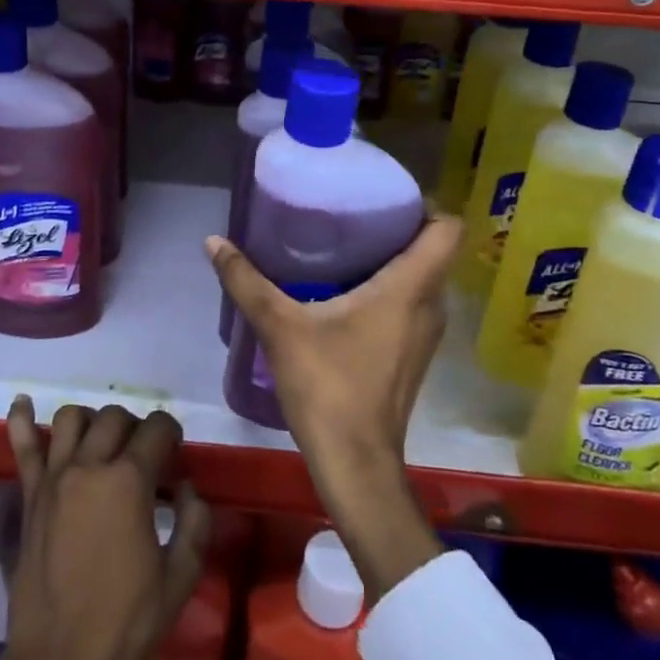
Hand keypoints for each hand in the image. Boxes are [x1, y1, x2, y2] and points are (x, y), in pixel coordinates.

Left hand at [0, 397, 210, 659]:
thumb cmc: (126, 622)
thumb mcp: (179, 577)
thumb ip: (194, 522)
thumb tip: (186, 489)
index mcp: (129, 481)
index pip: (156, 429)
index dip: (171, 434)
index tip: (175, 453)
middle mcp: (89, 467)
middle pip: (115, 418)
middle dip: (136, 428)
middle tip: (145, 456)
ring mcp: (53, 478)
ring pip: (72, 418)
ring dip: (93, 422)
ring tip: (103, 443)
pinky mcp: (30, 497)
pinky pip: (22, 447)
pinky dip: (22, 420)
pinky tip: (23, 403)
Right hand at [208, 214, 461, 599]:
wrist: (356, 464)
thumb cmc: (328, 387)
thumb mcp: (280, 327)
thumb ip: (246, 281)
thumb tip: (213, 240)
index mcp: (410, 288)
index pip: (446, 228)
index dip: (424, 204)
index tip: (384, 195)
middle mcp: (429, 306)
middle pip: (432, 250)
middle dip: (398, 226)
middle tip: (352, 212)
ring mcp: (425, 335)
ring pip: (422, 279)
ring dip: (394, 259)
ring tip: (346, 245)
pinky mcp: (413, 356)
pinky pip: (412, 304)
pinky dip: (390, 289)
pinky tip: (346, 292)